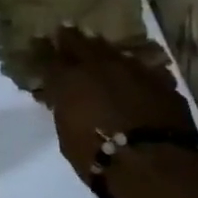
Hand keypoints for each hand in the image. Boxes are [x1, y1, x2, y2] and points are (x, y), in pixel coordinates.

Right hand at [33, 27, 197, 190]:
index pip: (48, 57)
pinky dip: (131, 69)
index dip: (42, 50)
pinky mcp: (160, 80)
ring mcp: (132, 69)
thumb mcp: (67, 135)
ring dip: (102, 50)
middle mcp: (99, 66)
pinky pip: (140, 67)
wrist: (156, 164)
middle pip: (80, 42)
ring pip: (112, 50)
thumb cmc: (99, 156)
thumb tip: (62, 99)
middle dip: (70, 38)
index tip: (37, 43)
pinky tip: (130, 72)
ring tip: (96, 48)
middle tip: (64, 33)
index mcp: (69, 79)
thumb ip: (64, 109)